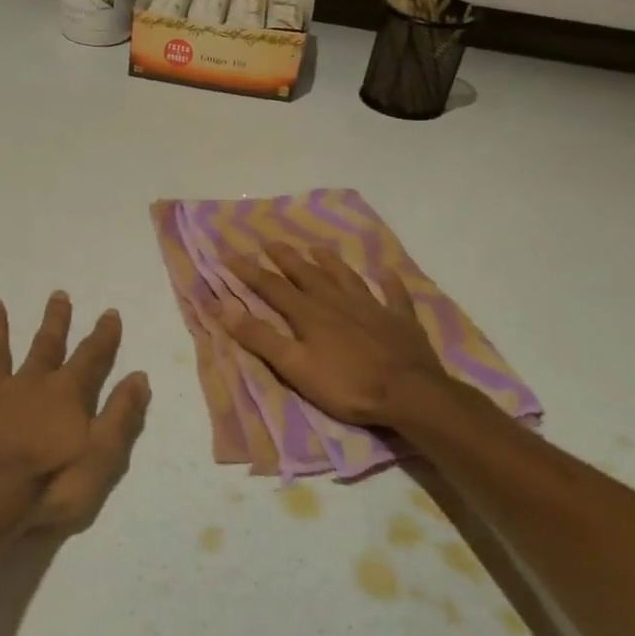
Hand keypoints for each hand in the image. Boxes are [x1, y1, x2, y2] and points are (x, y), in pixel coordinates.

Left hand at [0, 293, 149, 534]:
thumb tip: (139, 376)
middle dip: (54, 320)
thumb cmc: (53, 483)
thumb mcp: (103, 456)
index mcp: (65, 394)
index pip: (91, 357)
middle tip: (58, 294)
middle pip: (45, 345)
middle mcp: (30, 384)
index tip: (110, 312)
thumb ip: (122, 414)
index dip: (103, 335)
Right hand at [220, 243, 448, 426]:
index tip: (229, 254)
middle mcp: (337, 302)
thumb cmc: (347, 385)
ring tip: (318, 248)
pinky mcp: (400, 320)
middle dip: (286, 258)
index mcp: (309, 314)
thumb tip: (225, 307)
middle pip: (307, 274)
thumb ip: (261, 337)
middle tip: (271, 242)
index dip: (249, 271)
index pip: (272, 287)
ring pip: (346, 278)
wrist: (409, 393)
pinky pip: (394, 295)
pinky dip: (389, 283)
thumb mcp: (295, 367)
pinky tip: (386, 272)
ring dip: (331, 262)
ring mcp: (372, 308)